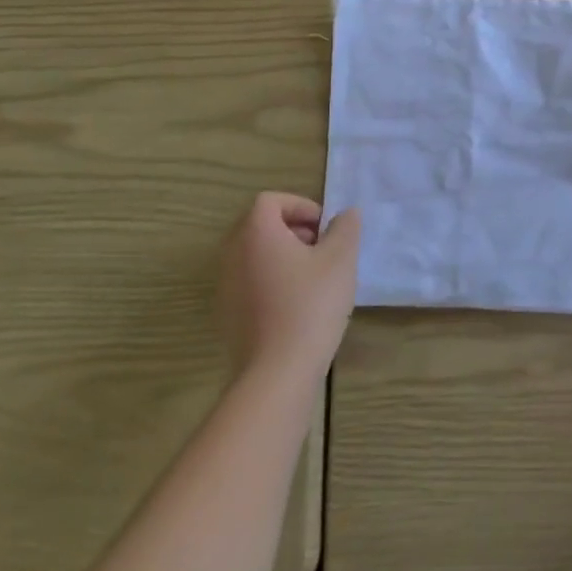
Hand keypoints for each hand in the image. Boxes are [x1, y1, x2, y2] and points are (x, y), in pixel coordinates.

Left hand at [218, 193, 358, 386]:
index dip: (301, 206)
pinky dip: (273, 280)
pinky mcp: (228, 313)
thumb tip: (345, 214)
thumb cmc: (311, 303)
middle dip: (294, 230)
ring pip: (255, 254)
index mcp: (256, 233)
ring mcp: (226, 285)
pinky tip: (299, 304)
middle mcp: (232, 254)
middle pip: (260, 226)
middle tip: (323, 249)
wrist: (278, 370)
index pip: (271, 200)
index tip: (325, 228)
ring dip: (284, 255)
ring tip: (315, 278)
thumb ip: (345, 228)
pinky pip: (251, 281)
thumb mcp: (341, 259)